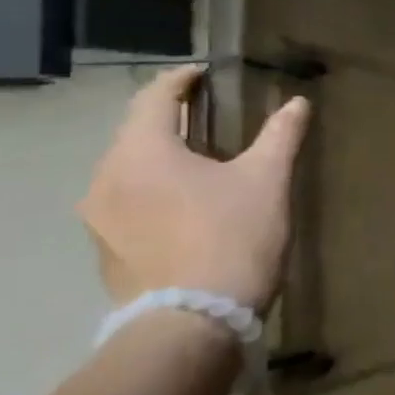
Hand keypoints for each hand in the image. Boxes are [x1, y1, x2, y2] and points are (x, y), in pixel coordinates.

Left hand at [78, 66, 310, 312]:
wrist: (191, 321)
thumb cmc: (233, 237)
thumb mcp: (268, 180)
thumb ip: (280, 135)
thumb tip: (297, 103)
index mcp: (141, 153)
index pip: (153, 98)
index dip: (179, 80)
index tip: (203, 74)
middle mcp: (105, 178)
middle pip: (135, 133)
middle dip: (170, 119)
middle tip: (210, 115)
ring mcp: (98, 217)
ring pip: (129, 169)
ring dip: (161, 156)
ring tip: (201, 161)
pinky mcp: (104, 248)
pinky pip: (126, 200)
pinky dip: (154, 188)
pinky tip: (186, 203)